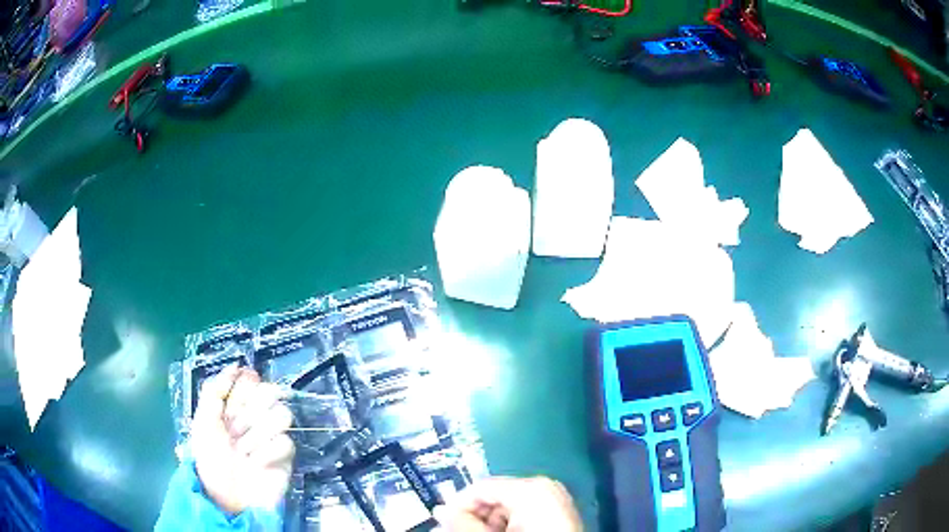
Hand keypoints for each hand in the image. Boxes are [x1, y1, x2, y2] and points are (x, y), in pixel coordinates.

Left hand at [190, 366, 294, 513]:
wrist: (227, 497)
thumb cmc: (210, 458)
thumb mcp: (202, 421)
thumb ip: (214, 390)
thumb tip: (235, 366)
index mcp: (233, 406)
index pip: (250, 379)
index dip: (243, 387)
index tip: (232, 402)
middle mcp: (254, 416)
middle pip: (269, 391)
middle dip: (252, 411)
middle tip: (236, 429)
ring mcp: (271, 435)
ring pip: (282, 414)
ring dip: (259, 433)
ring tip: (244, 450)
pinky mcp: (285, 456)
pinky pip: (286, 442)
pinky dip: (268, 452)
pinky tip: (256, 462)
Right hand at [434, 477, 581, 531]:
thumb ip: (463, 524)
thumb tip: (440, 511)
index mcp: (530, 488)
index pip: (480, 488)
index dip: (457, 506)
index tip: (442, 524)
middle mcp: (544, 487)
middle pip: (493, 498)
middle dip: (473, 518)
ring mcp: (554, 500)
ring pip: (507, 509)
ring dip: (487, 524)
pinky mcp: (557, 514)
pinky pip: (523, 515)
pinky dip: (507, 527)